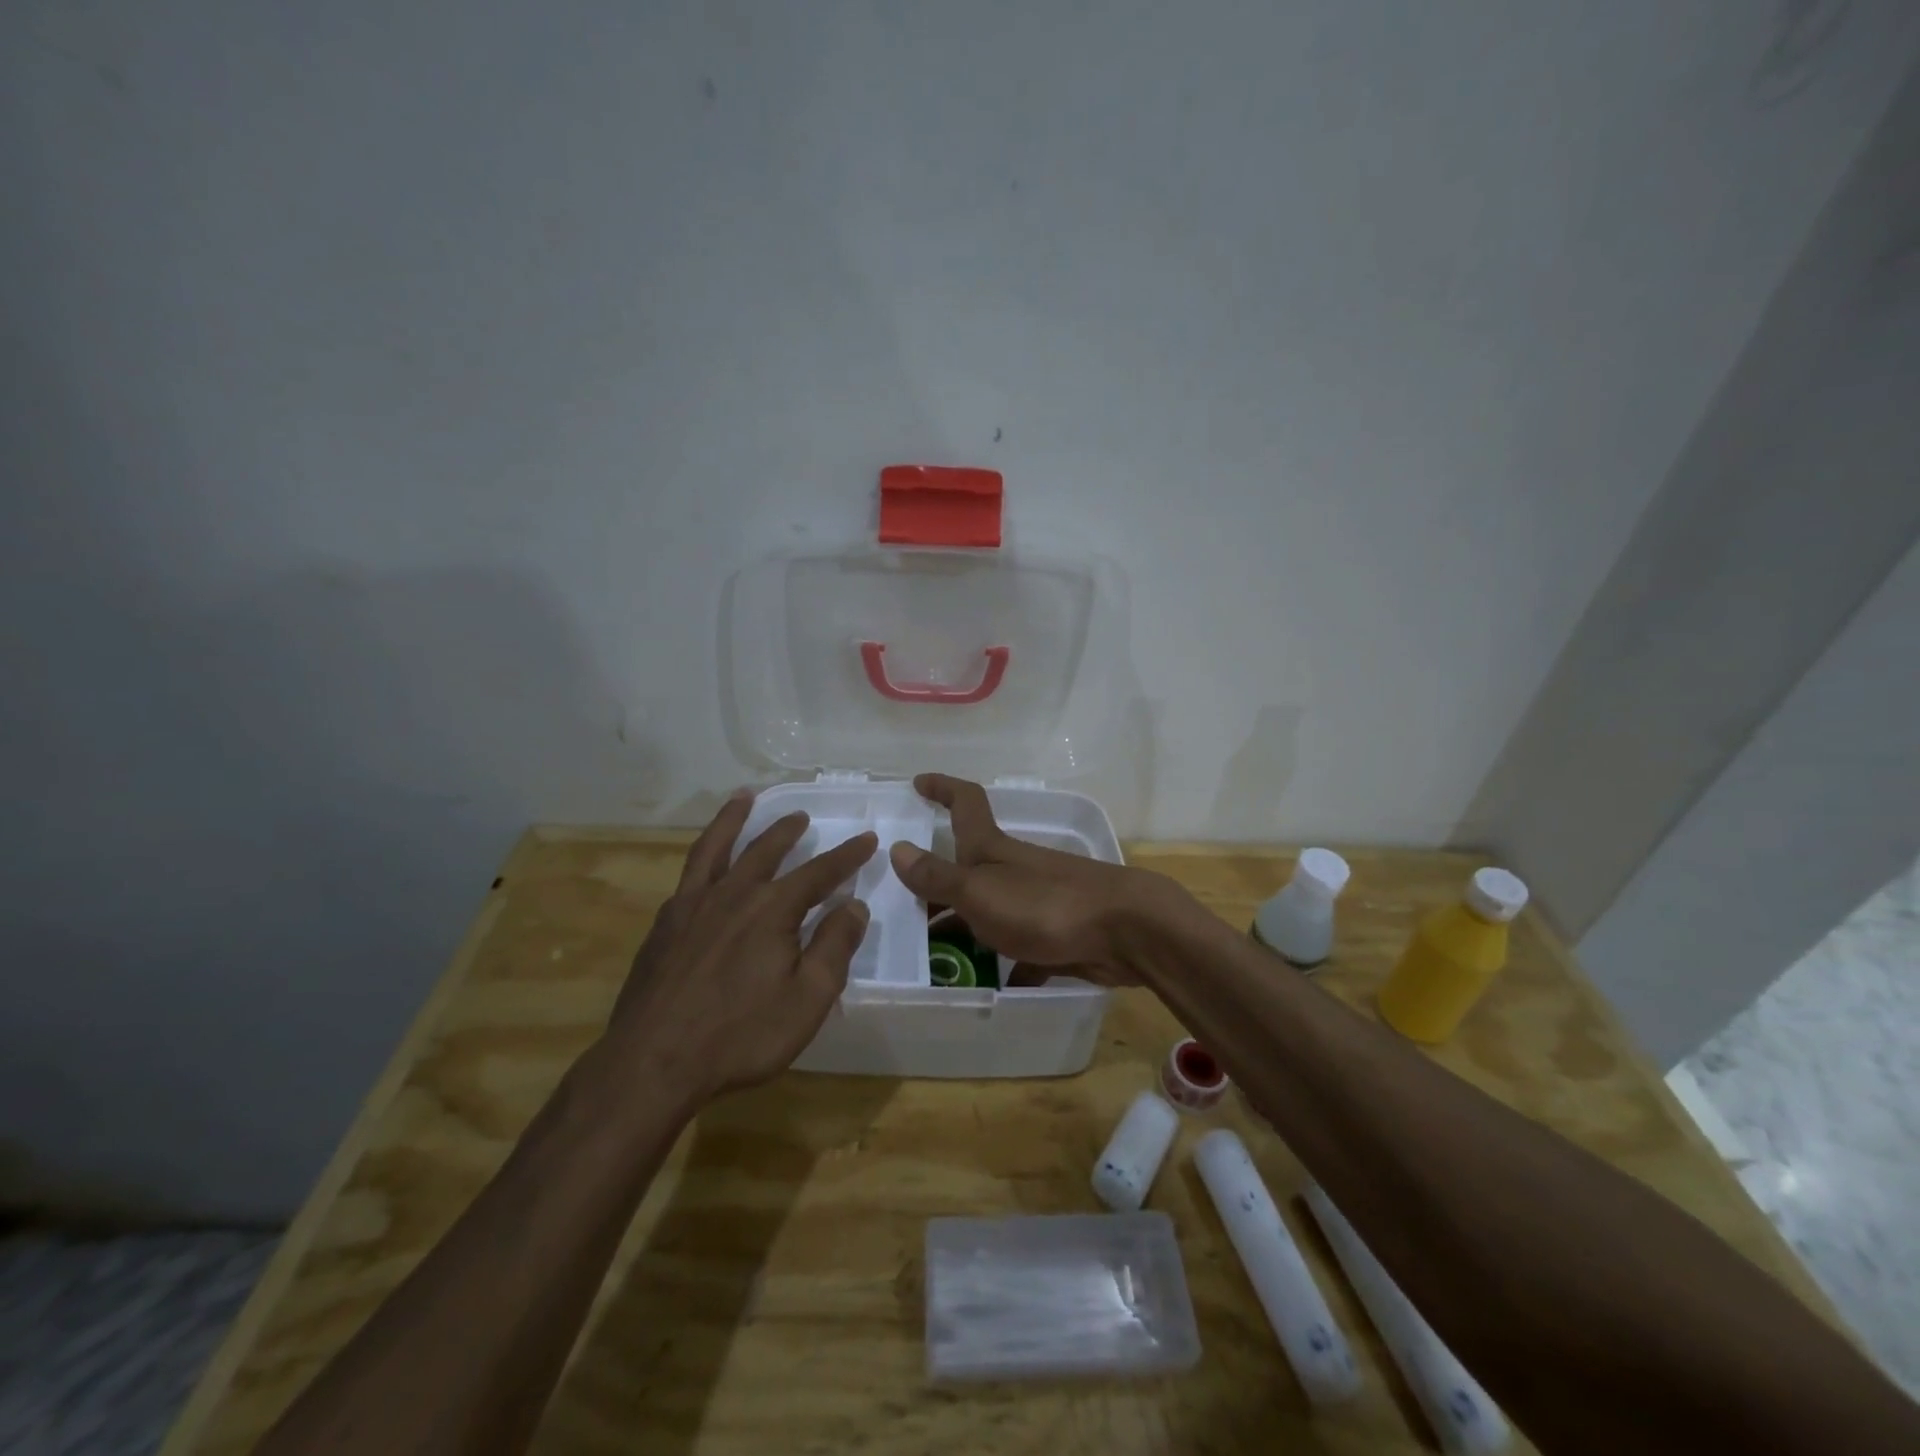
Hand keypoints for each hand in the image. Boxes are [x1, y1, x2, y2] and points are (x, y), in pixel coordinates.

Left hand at [607, 790, 876, 1103]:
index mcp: (773, 909)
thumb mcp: (808, 999)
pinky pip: (688, 874)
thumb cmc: (741, 1036)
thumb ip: (834, 947)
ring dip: (734, 819)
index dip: (847, 855)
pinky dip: (702, 855)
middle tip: (802, 816)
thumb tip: (854, 905)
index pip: (820, 872)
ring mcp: (693, 905)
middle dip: (788, 830)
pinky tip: (706, 863)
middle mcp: (733, 894)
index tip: (867, 838)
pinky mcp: (664, 924)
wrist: (653, 1063)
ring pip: (717, 847)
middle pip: (766, 849)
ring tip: (744, 798)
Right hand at [888, 773, 1179, 985]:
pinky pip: (1017, 947)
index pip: (965, 803)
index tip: (918, 783)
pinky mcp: (1055, 933)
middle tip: (901, 907)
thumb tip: (897, 849)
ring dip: (962, 926)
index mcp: (992, 849)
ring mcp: (1035, 900)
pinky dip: (1001, 962)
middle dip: (937, 882)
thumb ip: (938, 876)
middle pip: (967, 866)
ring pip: (988, 909)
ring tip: (928, 955)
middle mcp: (1012, 869)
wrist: (1126, 932)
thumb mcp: (980, 891)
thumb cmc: (1046, 904)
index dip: (942, 788)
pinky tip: (984, 986)